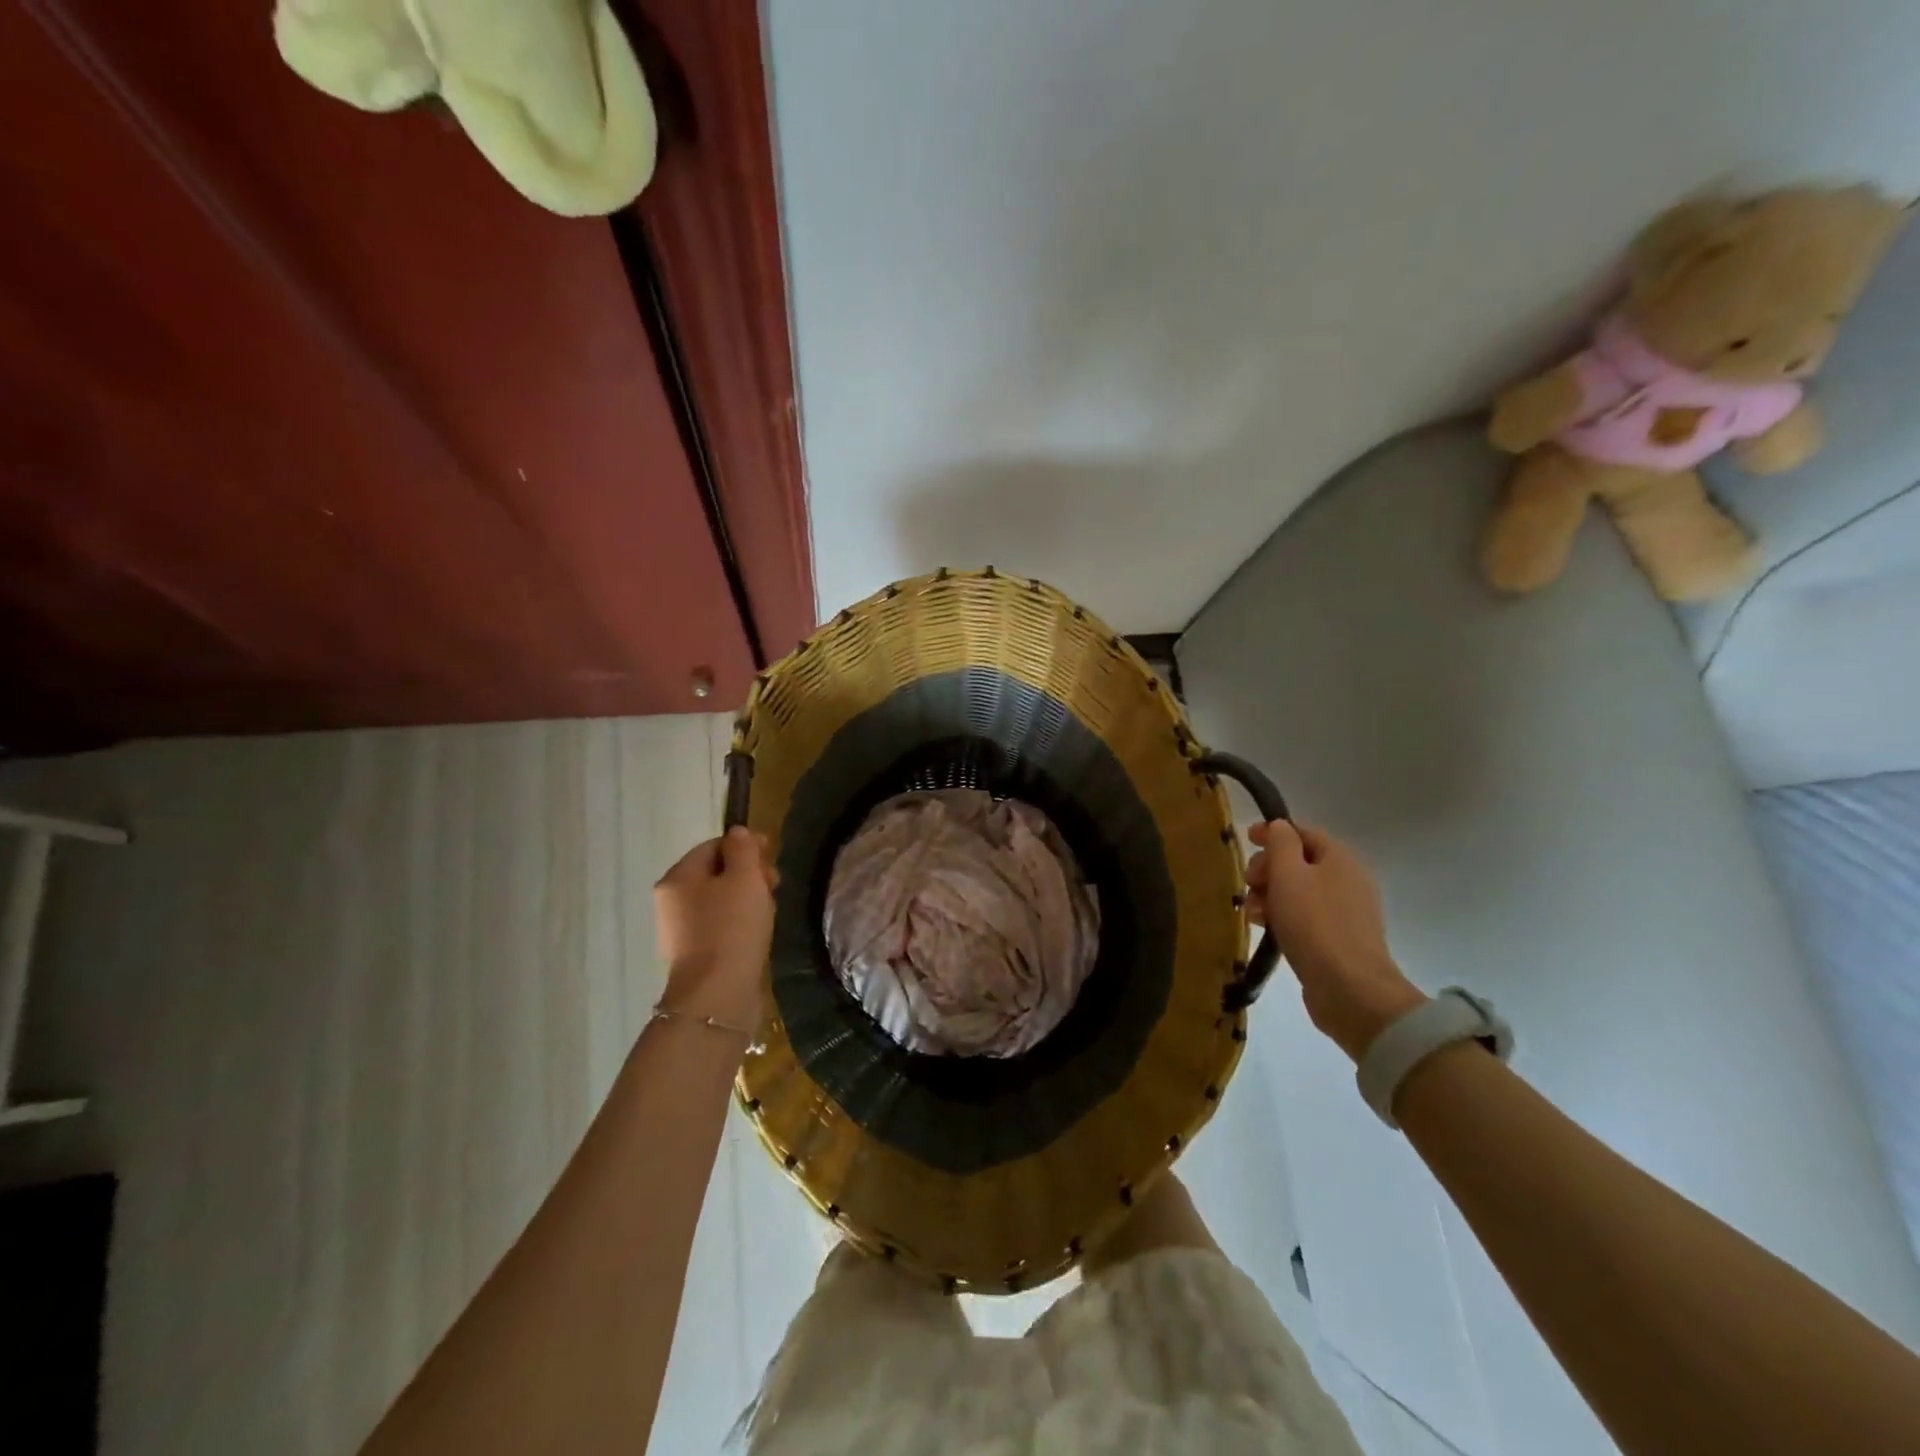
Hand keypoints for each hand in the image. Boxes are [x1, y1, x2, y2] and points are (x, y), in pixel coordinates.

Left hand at [654, 827, 777, 1030]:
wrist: (718, 994)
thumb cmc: (732, 927)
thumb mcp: (744, 878)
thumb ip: (743, 850)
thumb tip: (737, 833)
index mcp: (678, 877)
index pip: (713, 845)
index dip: (744, 845)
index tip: (772, 854)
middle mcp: (672, 901)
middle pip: (715, 872)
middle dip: (748, 872)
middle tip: (774, 884)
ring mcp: (681, 930)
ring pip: (719, 900)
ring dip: (747, 897)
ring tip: (770, 909)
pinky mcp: (695, 954)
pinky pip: (720, 925)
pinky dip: (739, 922)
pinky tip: (758, 931)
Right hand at [1246, 820, 1426, 1061]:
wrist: (1349, 988)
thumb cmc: (1314, 922)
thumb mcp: (1289, 873)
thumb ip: (1280, 843)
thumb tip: (1279, 826)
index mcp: (1340, 858)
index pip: (1302, 832)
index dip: (1272, 832)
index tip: (1245, 840)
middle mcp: (1347, 880)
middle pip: (1298, 862)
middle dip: (1267, 869)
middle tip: (1249, 884)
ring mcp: (1345, 912)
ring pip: (1297, 892)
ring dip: (1269, 896)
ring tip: (1253, 914)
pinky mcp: (1337, 940)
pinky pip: (1304, 917)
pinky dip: (1282, 917)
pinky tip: (1266, 930)